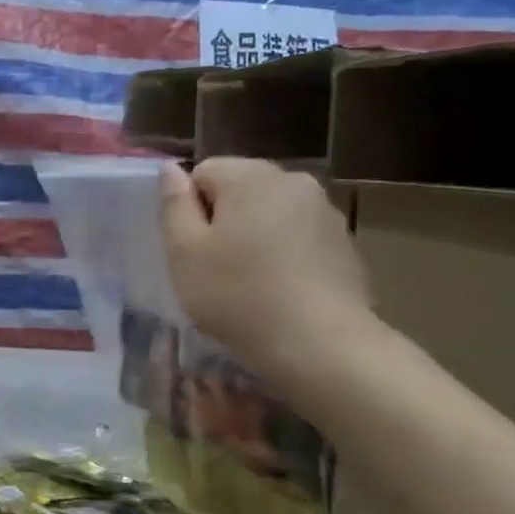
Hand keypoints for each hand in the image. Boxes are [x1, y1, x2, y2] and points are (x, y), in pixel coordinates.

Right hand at [159, 158, 372, 385]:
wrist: (319, 344)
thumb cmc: (237, 294)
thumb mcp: (184, 251)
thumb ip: (174, 204)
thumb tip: (170, 169)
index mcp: (250, 176)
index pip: (204, 172)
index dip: (189, 209)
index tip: (192, 248)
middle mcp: (293, 181)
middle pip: (240, 189)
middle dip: (223, 220)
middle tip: (214, 267)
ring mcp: (325, 212)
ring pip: (270, 214)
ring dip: (254, 236)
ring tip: (248, 282)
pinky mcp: (344, 244)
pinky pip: (298, 238)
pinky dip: (284, 255)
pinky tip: (280, 291)